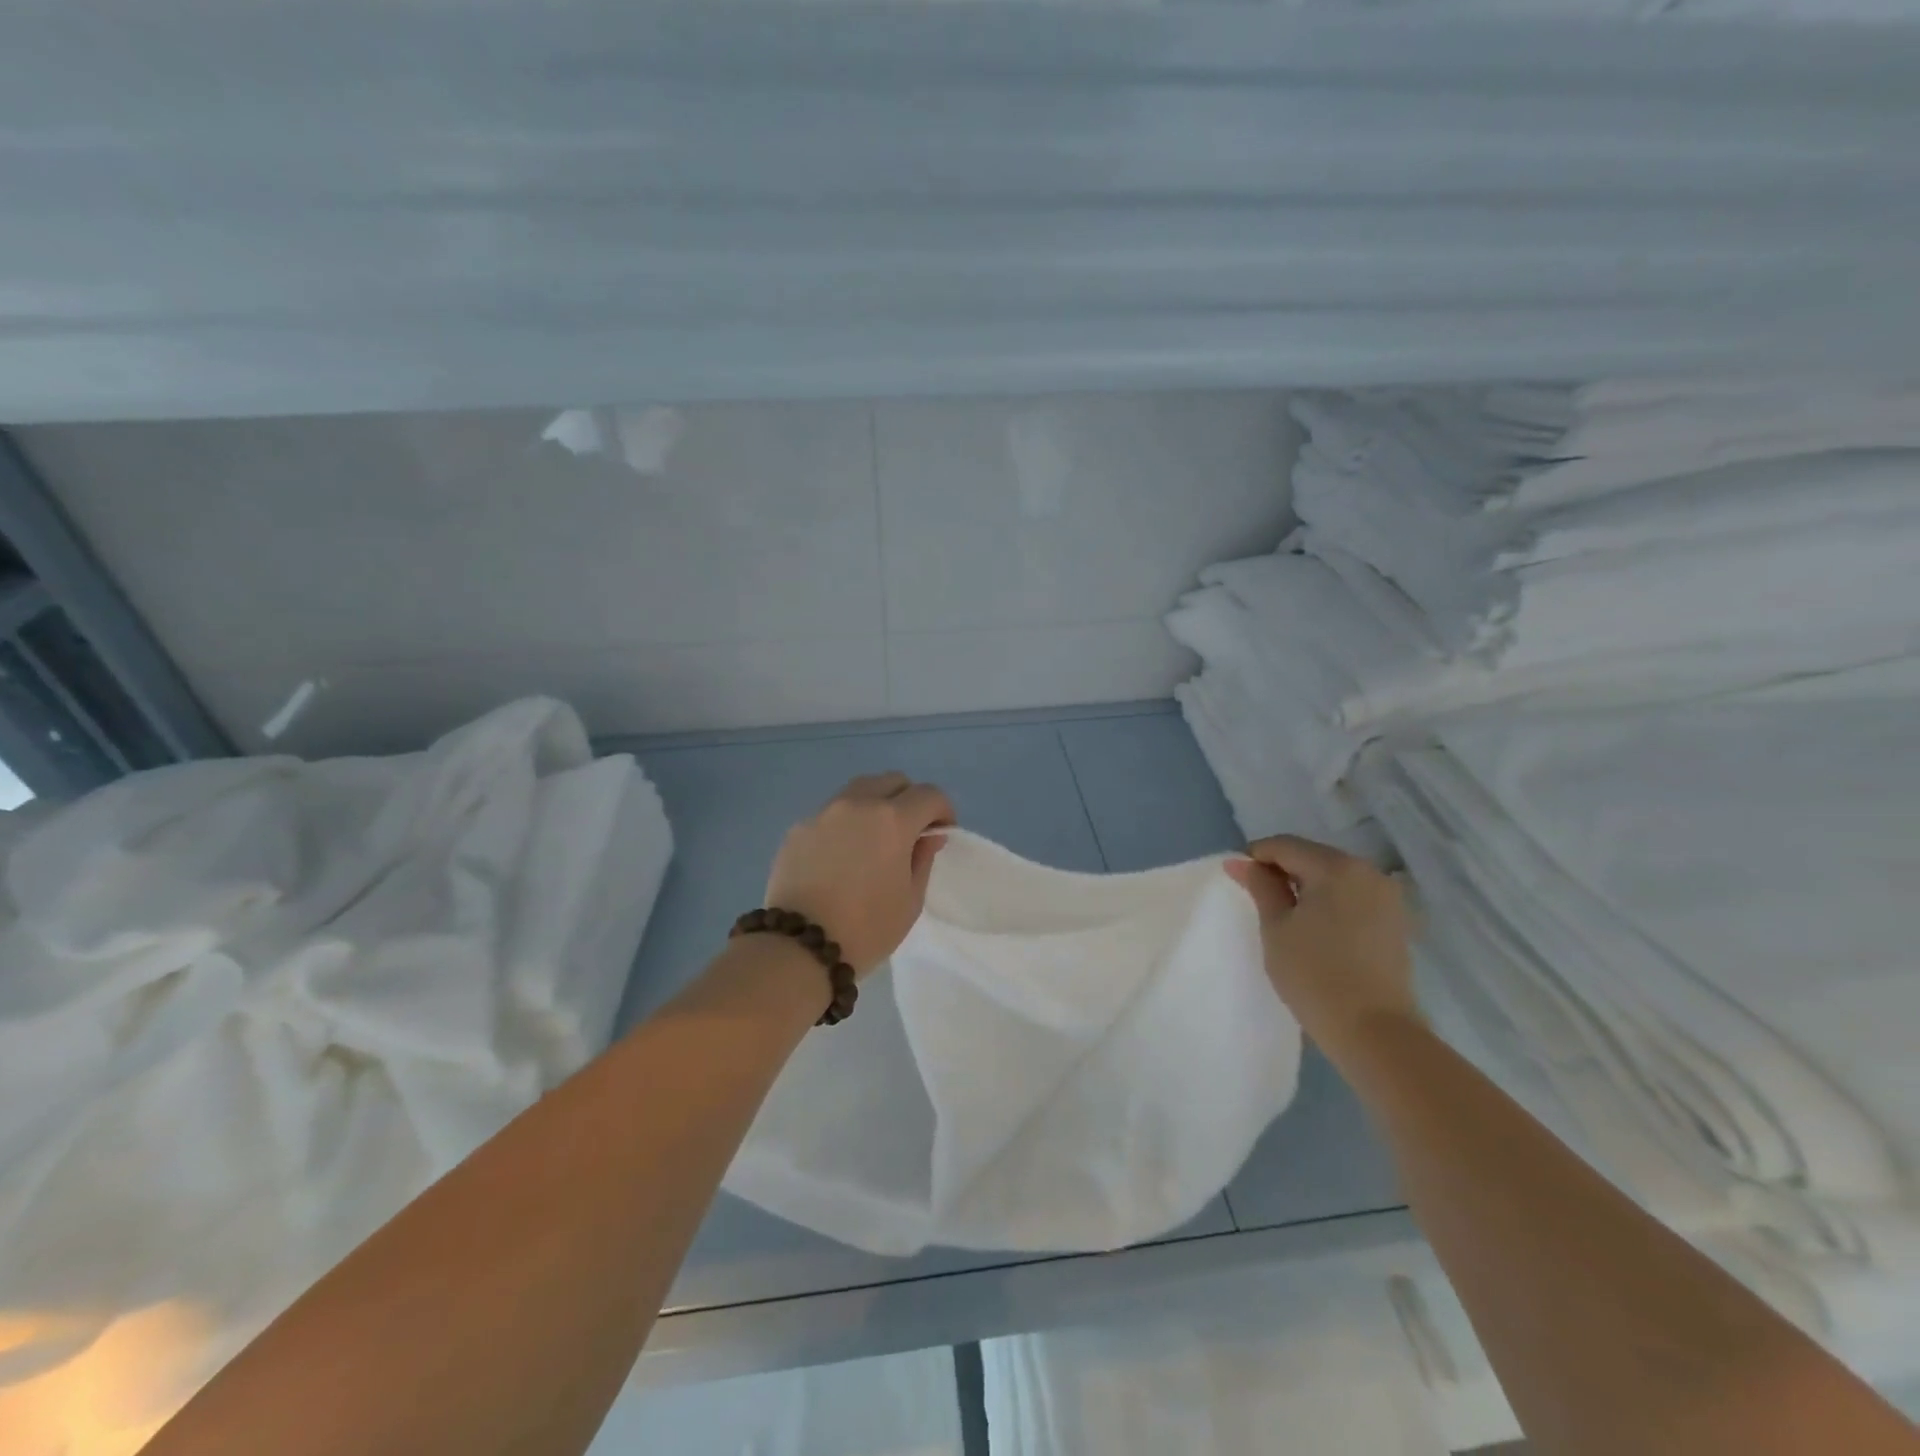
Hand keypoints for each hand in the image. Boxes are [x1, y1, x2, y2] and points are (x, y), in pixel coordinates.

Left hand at [764, 773, 955, 976]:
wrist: (799, 947)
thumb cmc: (866, 929)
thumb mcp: (910, 900)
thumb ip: (922, 858)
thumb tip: (927, 835)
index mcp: (892, 820)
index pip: (929, 795)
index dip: (942, 811)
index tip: (941, 832)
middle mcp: (857, 804)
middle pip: (893, 781)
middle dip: (909, 800)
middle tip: (909, 832)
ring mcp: (823, 813)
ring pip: (859, 790)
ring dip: (875, 804)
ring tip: (874, 839)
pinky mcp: (798, 828)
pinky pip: (831, 813)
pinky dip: (846, 823)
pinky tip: (841, 856)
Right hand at [1225, 835, 1417, 1061]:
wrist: (1375, 1032)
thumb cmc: (1314, 975)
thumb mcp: (1276, 927)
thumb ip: (1261, 887)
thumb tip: (1240, 861)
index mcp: (1337, 867)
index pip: (1285, 846)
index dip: (1256, 857)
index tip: (1237, 879)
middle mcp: (1368, 871)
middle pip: (1313, 856)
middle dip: (1282, 870)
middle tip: (1257, 898)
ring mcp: (1387, 896)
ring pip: (1334, 876)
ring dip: (1306, 886)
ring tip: (1285, 914)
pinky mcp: (1396, 921)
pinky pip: (1353, 896)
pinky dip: (1329, 901)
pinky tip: (1315, 927)